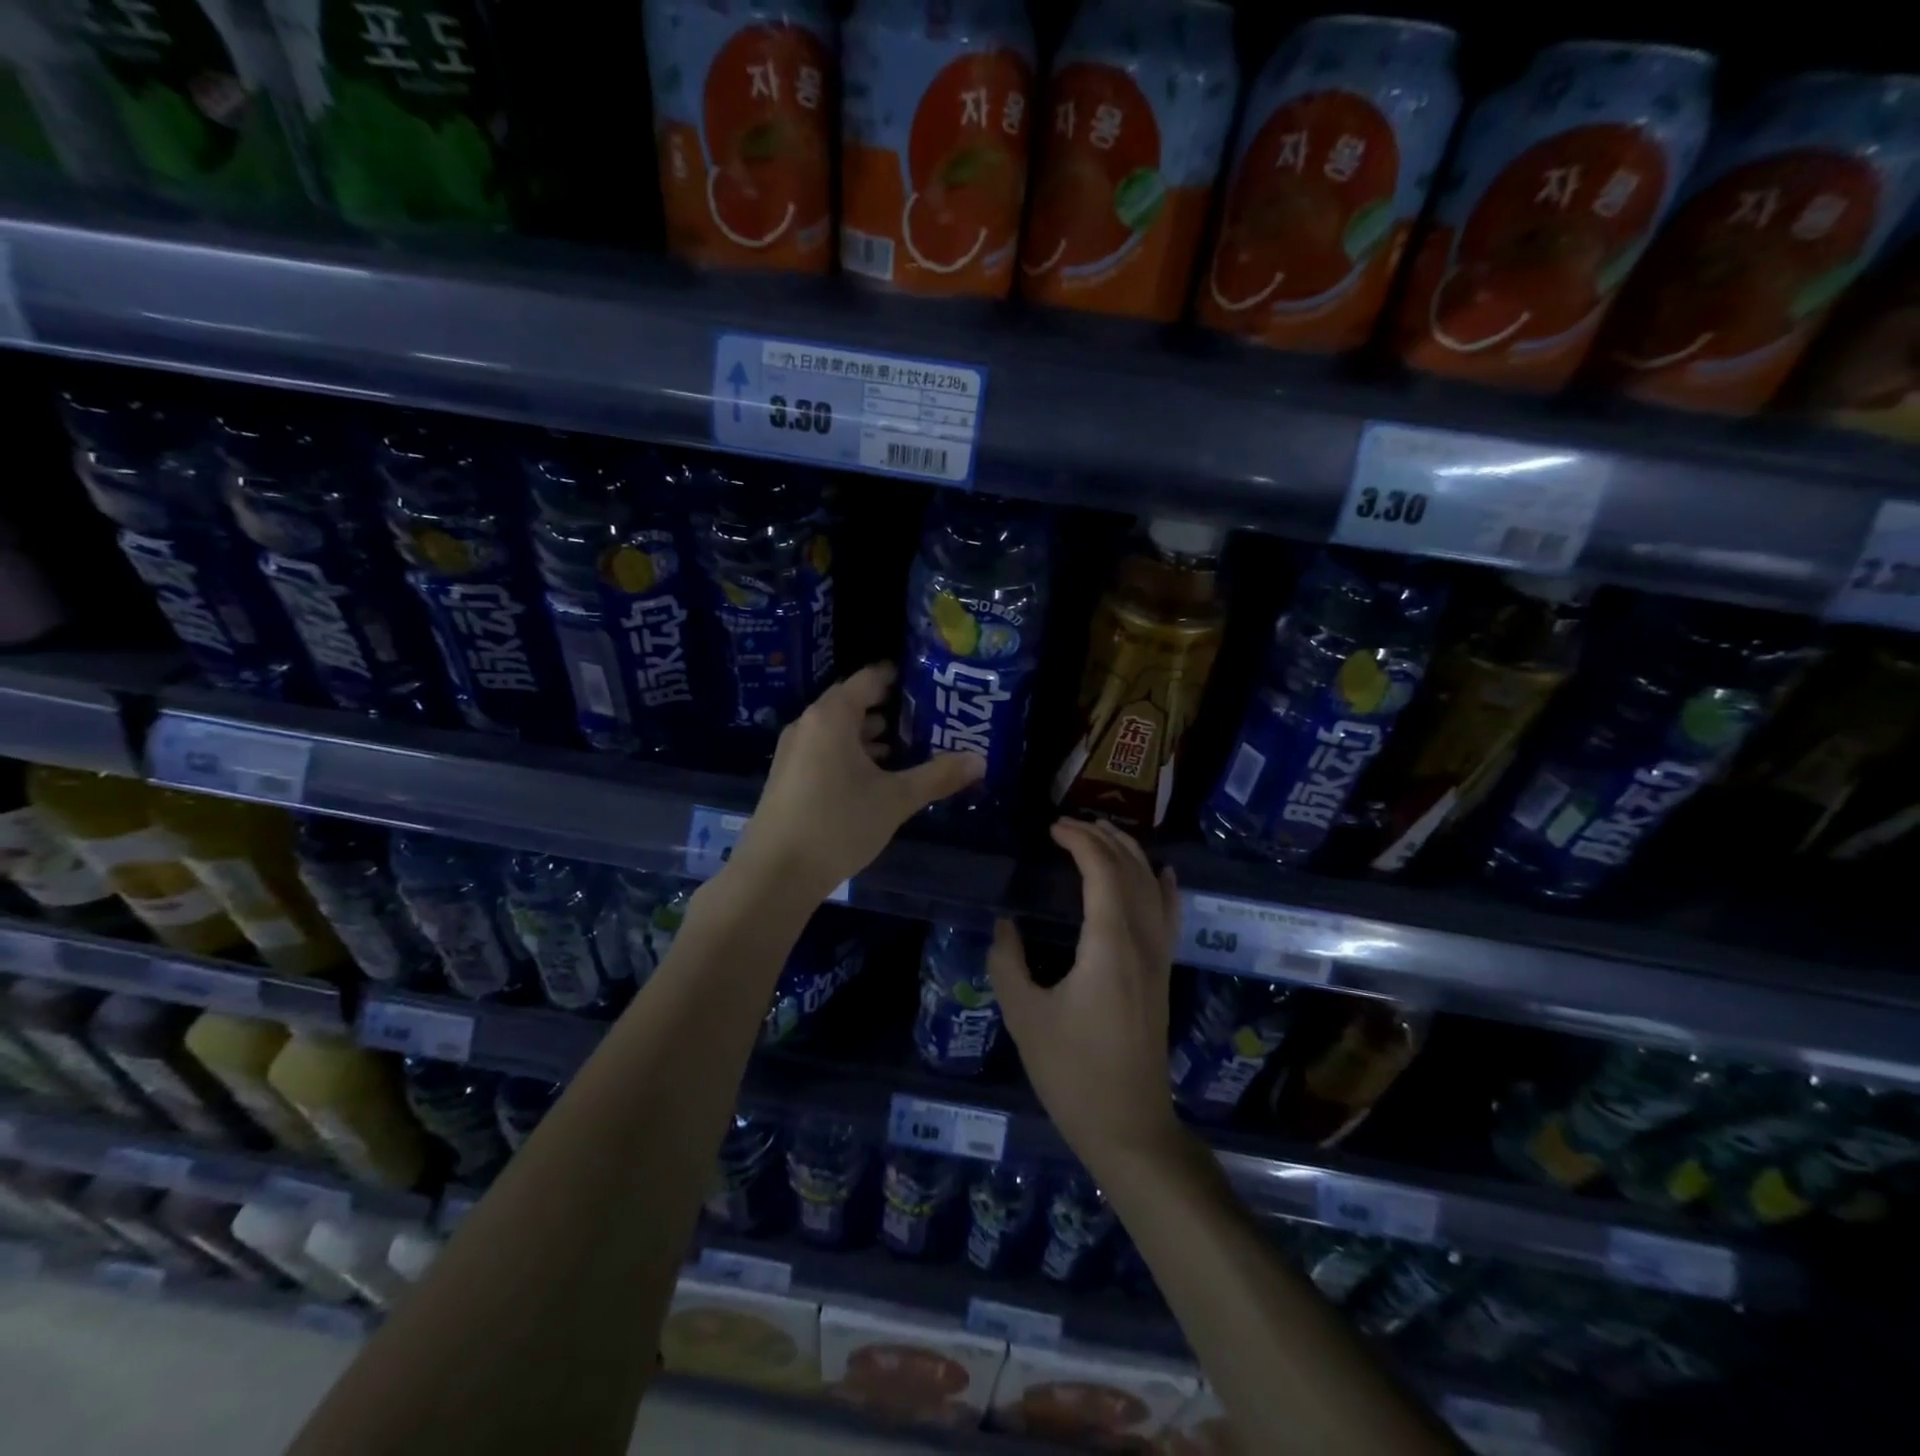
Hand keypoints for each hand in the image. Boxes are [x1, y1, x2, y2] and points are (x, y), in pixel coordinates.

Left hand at [729, 663, 982, 904]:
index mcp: (832, 716)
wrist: (775, 873)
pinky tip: (879, 777)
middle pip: (854, 703)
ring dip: (873, 736)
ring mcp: (795, 751)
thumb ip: (938, 776)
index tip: (931, 683)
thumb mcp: (895, 799)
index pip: (869, 679)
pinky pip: (827, 751)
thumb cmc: (838, 823)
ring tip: (911, 748)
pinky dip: (854, 754)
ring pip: (840, 730)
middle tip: (931, 719)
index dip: (900, 678)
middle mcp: (809, 724)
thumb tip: (980, 760)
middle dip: (892, 710)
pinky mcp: (790, 776)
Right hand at [988, 819, 1184, 1168]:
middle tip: (1068, 825)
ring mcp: (1159, 956)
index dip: (1079, 841)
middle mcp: (1141, 940)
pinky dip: (1165, 887)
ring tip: (1104, 832)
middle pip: (1130, 870)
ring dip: (1129, 853)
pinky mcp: (1163, 973)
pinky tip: (1163, 872)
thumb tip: (1005, 924)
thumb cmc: (1071, 1072)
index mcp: (1108, 943)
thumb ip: (1008, 962)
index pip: (1101, 870)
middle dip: (1101, 838)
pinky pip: (1170, 916)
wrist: (1128, 1125)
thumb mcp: (1024, 1016)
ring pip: (1152, 887)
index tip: (1052, 829)